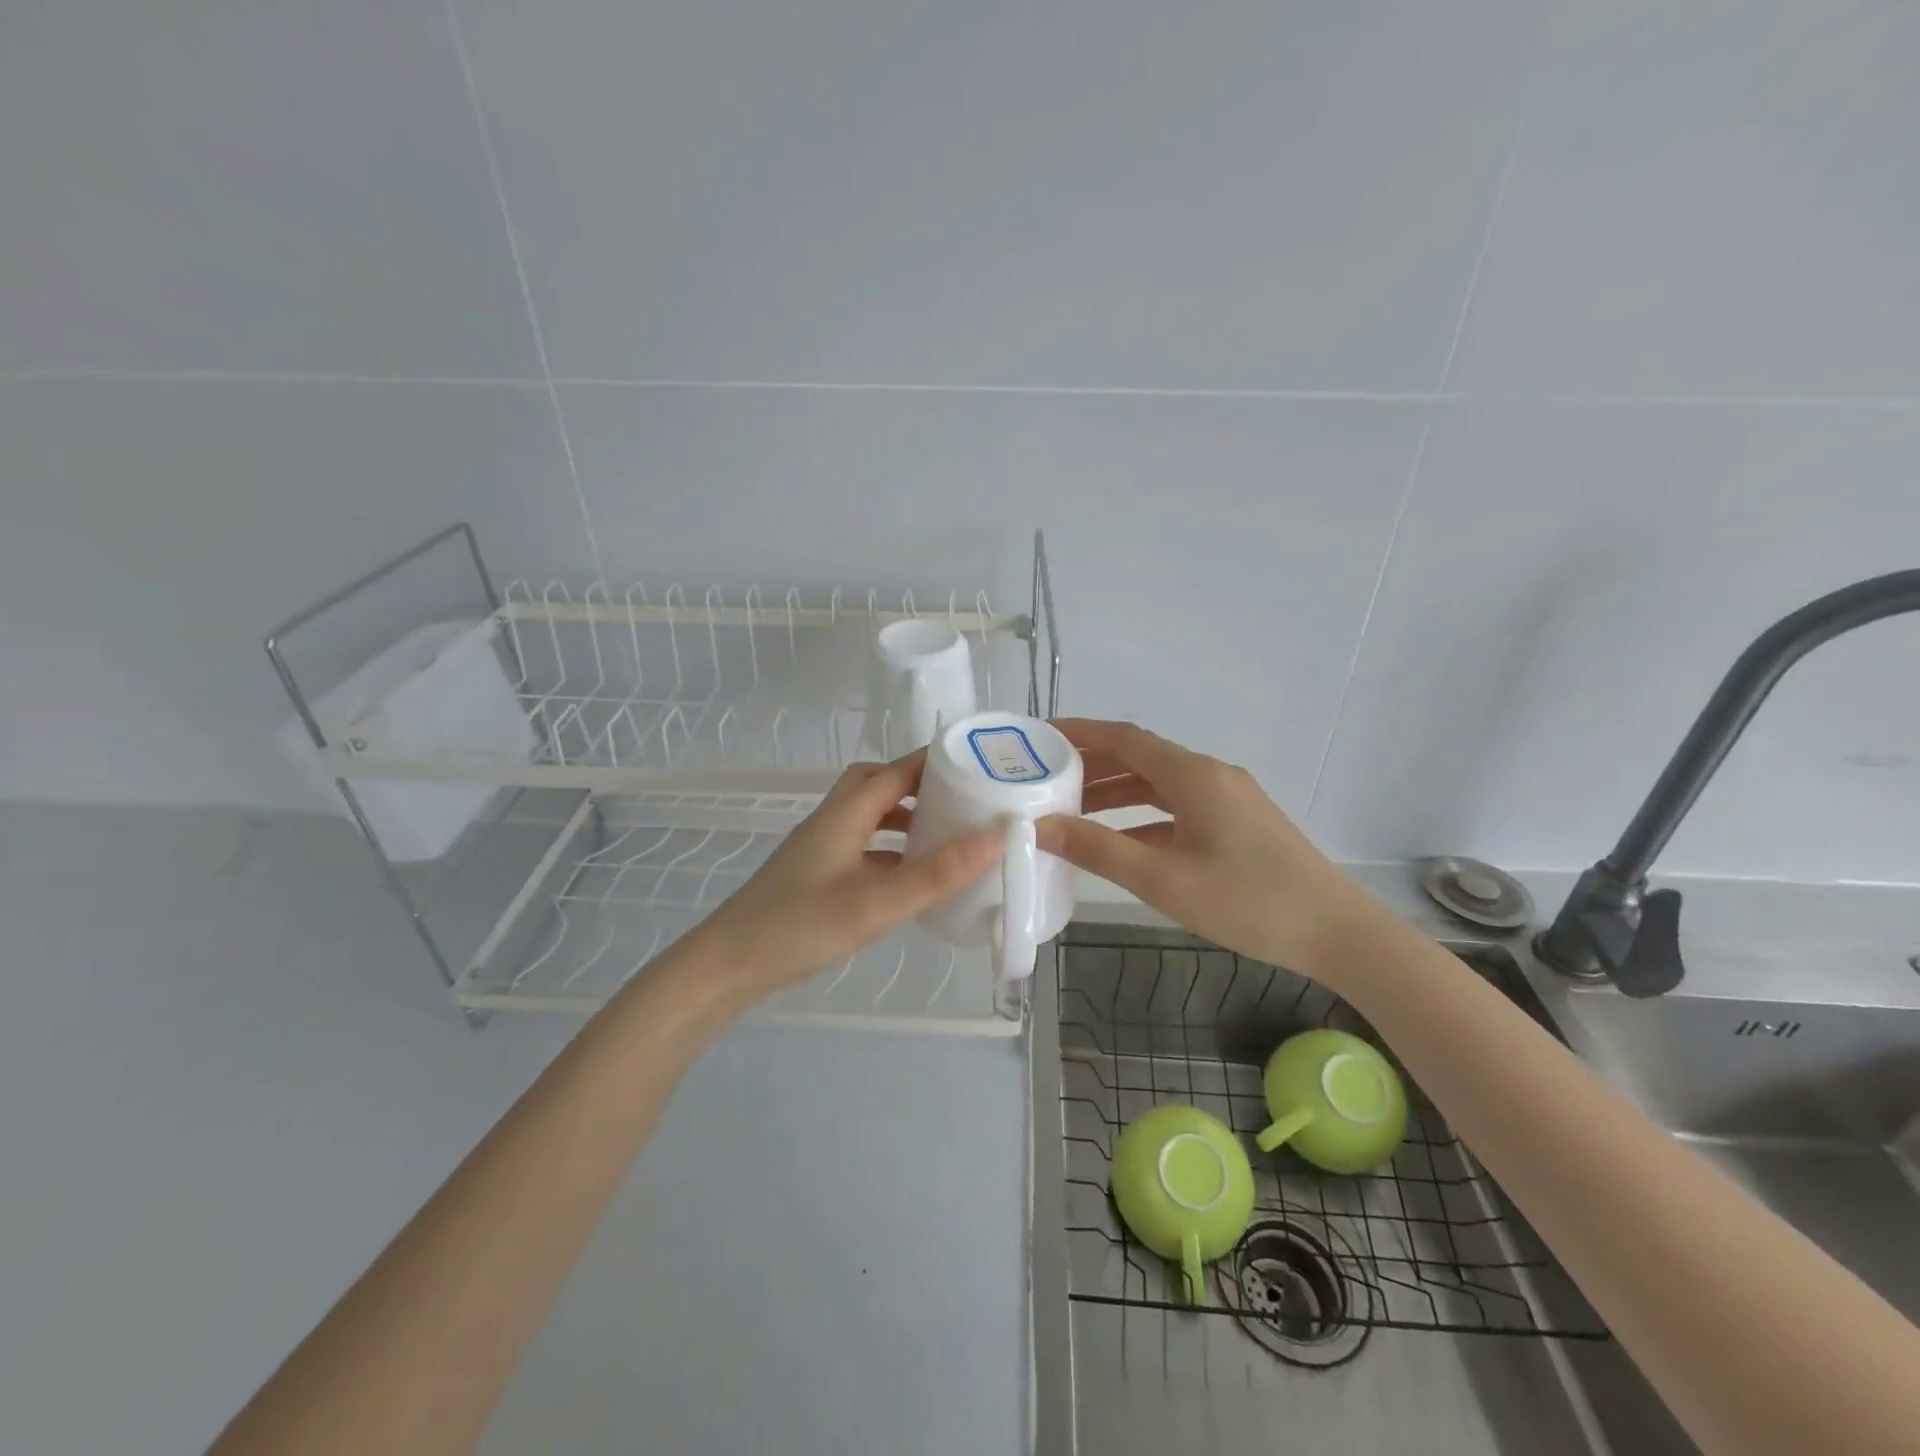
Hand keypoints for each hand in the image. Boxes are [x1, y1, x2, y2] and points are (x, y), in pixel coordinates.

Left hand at [690, 751, 1003, 1001]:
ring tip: (944, 836)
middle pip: (878, 784)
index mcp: (846, 813)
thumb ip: (936, 874)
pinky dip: (889, 850)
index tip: (979, 765)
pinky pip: (862, 846)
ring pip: (869, 816)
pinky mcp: (815, 874)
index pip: (897, 770)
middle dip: (920, 786)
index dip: (936, 762)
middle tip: (961, 801)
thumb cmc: (800, 926)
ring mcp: (820, 848)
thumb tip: (995, 838)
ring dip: (905, 818)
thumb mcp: (877, 903)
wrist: (728, 966)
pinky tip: (909, 878)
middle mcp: (832, 820)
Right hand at [1036, 719, 1371, 981]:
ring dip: (1115, 792)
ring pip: (1158, 784)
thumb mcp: (1162, 879)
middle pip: (1139, 757)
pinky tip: (1122, 841)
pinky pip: (1178, 806)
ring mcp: (1227, 798)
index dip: (1079, 733)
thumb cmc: (1247, 901)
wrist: (1337, 932)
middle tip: (1044, 780)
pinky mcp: (1237, 822)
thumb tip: (1039, 826)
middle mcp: (1209, 774)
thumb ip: (1097, 850)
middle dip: (1091, 765)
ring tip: (1072, 810)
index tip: (1038, 738)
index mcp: (1192, 775)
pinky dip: (1143, 815)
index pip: (1123, 738)